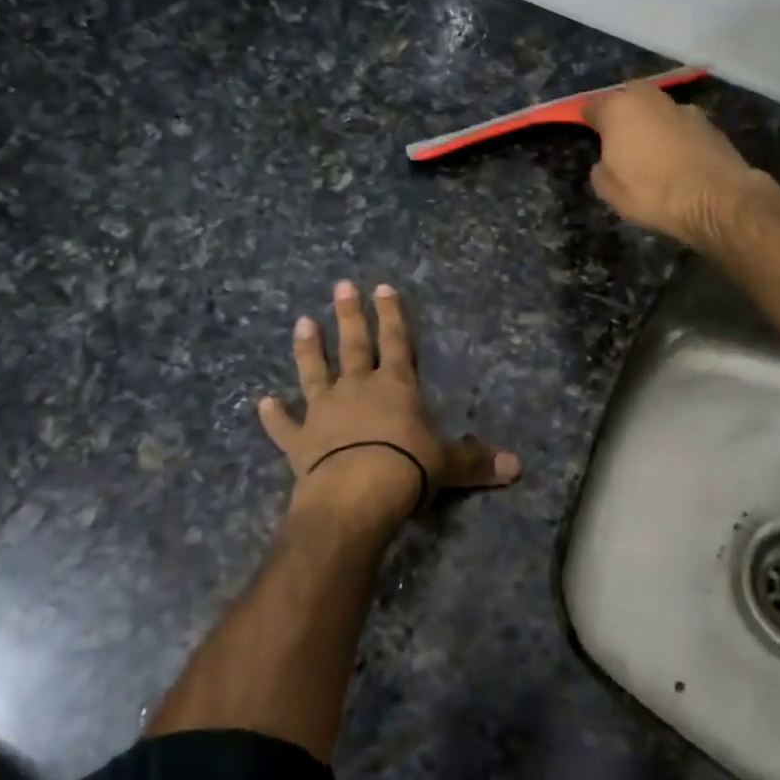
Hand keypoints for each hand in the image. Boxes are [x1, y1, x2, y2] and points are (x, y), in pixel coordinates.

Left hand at [259, 281, 519, 536]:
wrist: (356, 493)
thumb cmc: (407, 468)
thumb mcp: (448, 464)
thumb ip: (477, 461)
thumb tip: (517, 467)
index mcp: (396, 386)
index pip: (397, 341)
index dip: (392, 314)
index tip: (383, 287)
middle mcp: (358, 388)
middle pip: (354, 344)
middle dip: (350, 315)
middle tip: (341, 286)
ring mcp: (324, 411)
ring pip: (314, 371)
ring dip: (308, 348)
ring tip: (302, 322)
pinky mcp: (300, 440)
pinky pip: (284, 425)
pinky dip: (273, 415)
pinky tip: (261, 402)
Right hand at [583, 81, 777, 248]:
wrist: (717, 198)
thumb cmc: (653, 193)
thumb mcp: (609, 191)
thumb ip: (601, 169)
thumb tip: (607, 161)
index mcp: (618, 109)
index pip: (593, 106)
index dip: (588, 119)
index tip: (588, 132)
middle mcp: (650, 98)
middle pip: (629, 97)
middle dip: (623, 112)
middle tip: (620, 138)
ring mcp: (683, 108)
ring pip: (658, 110)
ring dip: (652, 123)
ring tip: (652, 151)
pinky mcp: (709, 123)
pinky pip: (681, 126)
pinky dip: (676, 136)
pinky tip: (679, 159)